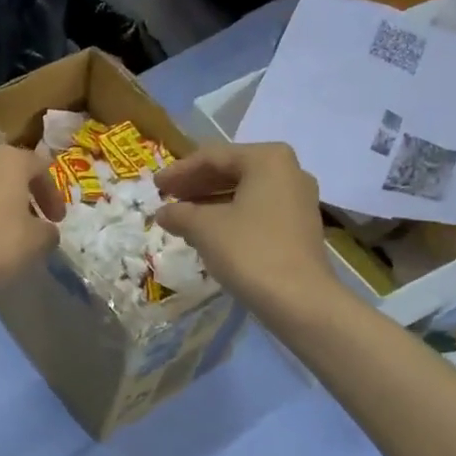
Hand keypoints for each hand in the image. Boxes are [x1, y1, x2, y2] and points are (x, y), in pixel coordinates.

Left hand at [0, 147, 62, 301]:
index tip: (57, 220)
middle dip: (23, 196)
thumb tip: (46, 230)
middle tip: (32, 223)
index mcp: (8, 161)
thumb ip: (49, 231)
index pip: (40, 167)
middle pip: (9, 173)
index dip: (53, 194)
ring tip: (2, 233)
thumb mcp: (36, 242)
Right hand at [154, 142, 340, 316]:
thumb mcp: (204, 228)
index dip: (179, 171)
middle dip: (196, 184)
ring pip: (244, 191)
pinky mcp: (298, 225)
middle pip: (231, 170)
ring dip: (210, 201)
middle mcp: (288, 171)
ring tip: (182, 215)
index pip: (213, 156)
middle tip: (167, 197)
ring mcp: (297, 199)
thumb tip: (163, 213)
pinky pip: (257, 209)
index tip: (156, 186)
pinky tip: (208, 231)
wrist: (299, 299)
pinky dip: (230, 214)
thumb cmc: (249, 251)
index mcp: (267, 159)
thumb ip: (179, 214)